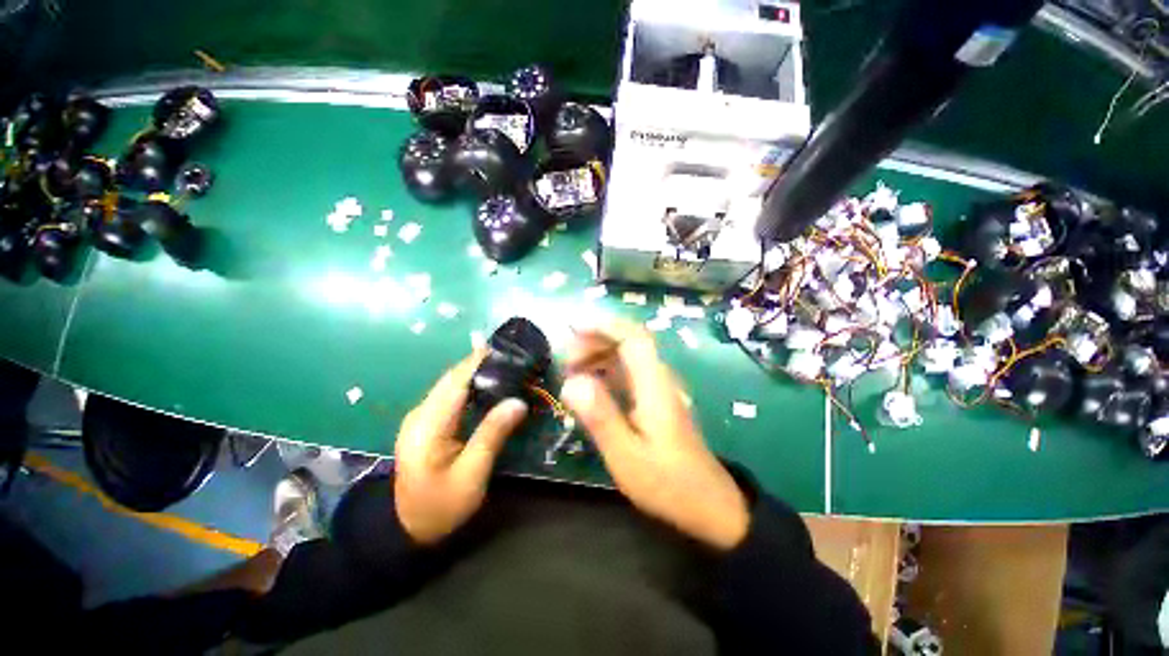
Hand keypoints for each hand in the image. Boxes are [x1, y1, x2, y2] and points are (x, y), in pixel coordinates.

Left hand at [394, 351, 527, 544]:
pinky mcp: (425, 423)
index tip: (505, 349)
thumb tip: (518, 402)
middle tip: (513, 357)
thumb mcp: (471, 475)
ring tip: (506, 367)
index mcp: (428, 425)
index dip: (479, 361)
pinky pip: (449, 396)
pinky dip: (469, 386)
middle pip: (452, 378)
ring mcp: (420, 417)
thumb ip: (492, 435)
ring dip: (475, 373)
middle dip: (480, 363)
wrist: (406, 530)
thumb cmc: (441, 507)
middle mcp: (420, 413)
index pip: (456, 381)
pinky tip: (488, 387)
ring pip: (450, 384)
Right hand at [560, 319, 749, 550]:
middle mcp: (659, 378)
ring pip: (627, 356)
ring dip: (599, 355)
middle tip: (565, 359)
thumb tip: (571, 382)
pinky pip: (628, 373)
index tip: (573, 327)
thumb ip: (600, 416)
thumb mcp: (626, 455)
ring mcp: (659, 388)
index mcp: (654, 385)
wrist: (708, 504)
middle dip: (595, 340)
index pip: (633, 337)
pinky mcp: (656, 399)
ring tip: (571, 371)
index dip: (603, 325)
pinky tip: (590, 386)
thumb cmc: (666, 482)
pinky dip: (606, 371)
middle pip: (629, 341)